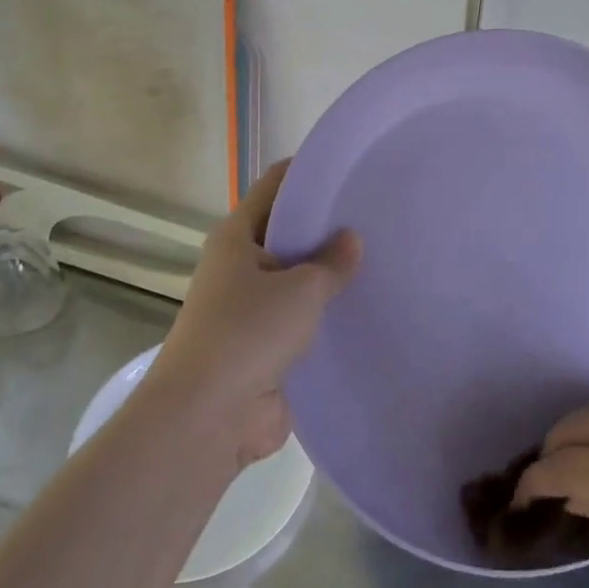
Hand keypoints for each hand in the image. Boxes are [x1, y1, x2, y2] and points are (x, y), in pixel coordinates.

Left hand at [146, 160, 360, 467]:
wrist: (207, 420)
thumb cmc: (248, 334)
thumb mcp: (300, 289)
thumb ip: (331, 262)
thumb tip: (351, 239)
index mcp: (236, 238)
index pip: (274, 187)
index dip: (307, 173)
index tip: (348, 167)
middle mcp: (240, 267)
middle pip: (287, 233)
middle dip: (326, 227)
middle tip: (376, 214)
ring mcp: (251, 309)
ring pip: (296, 280)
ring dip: (328, 276)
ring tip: (381, 257)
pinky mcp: (265, 348)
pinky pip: (302, 321)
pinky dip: (326, 315)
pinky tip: (366, 307)